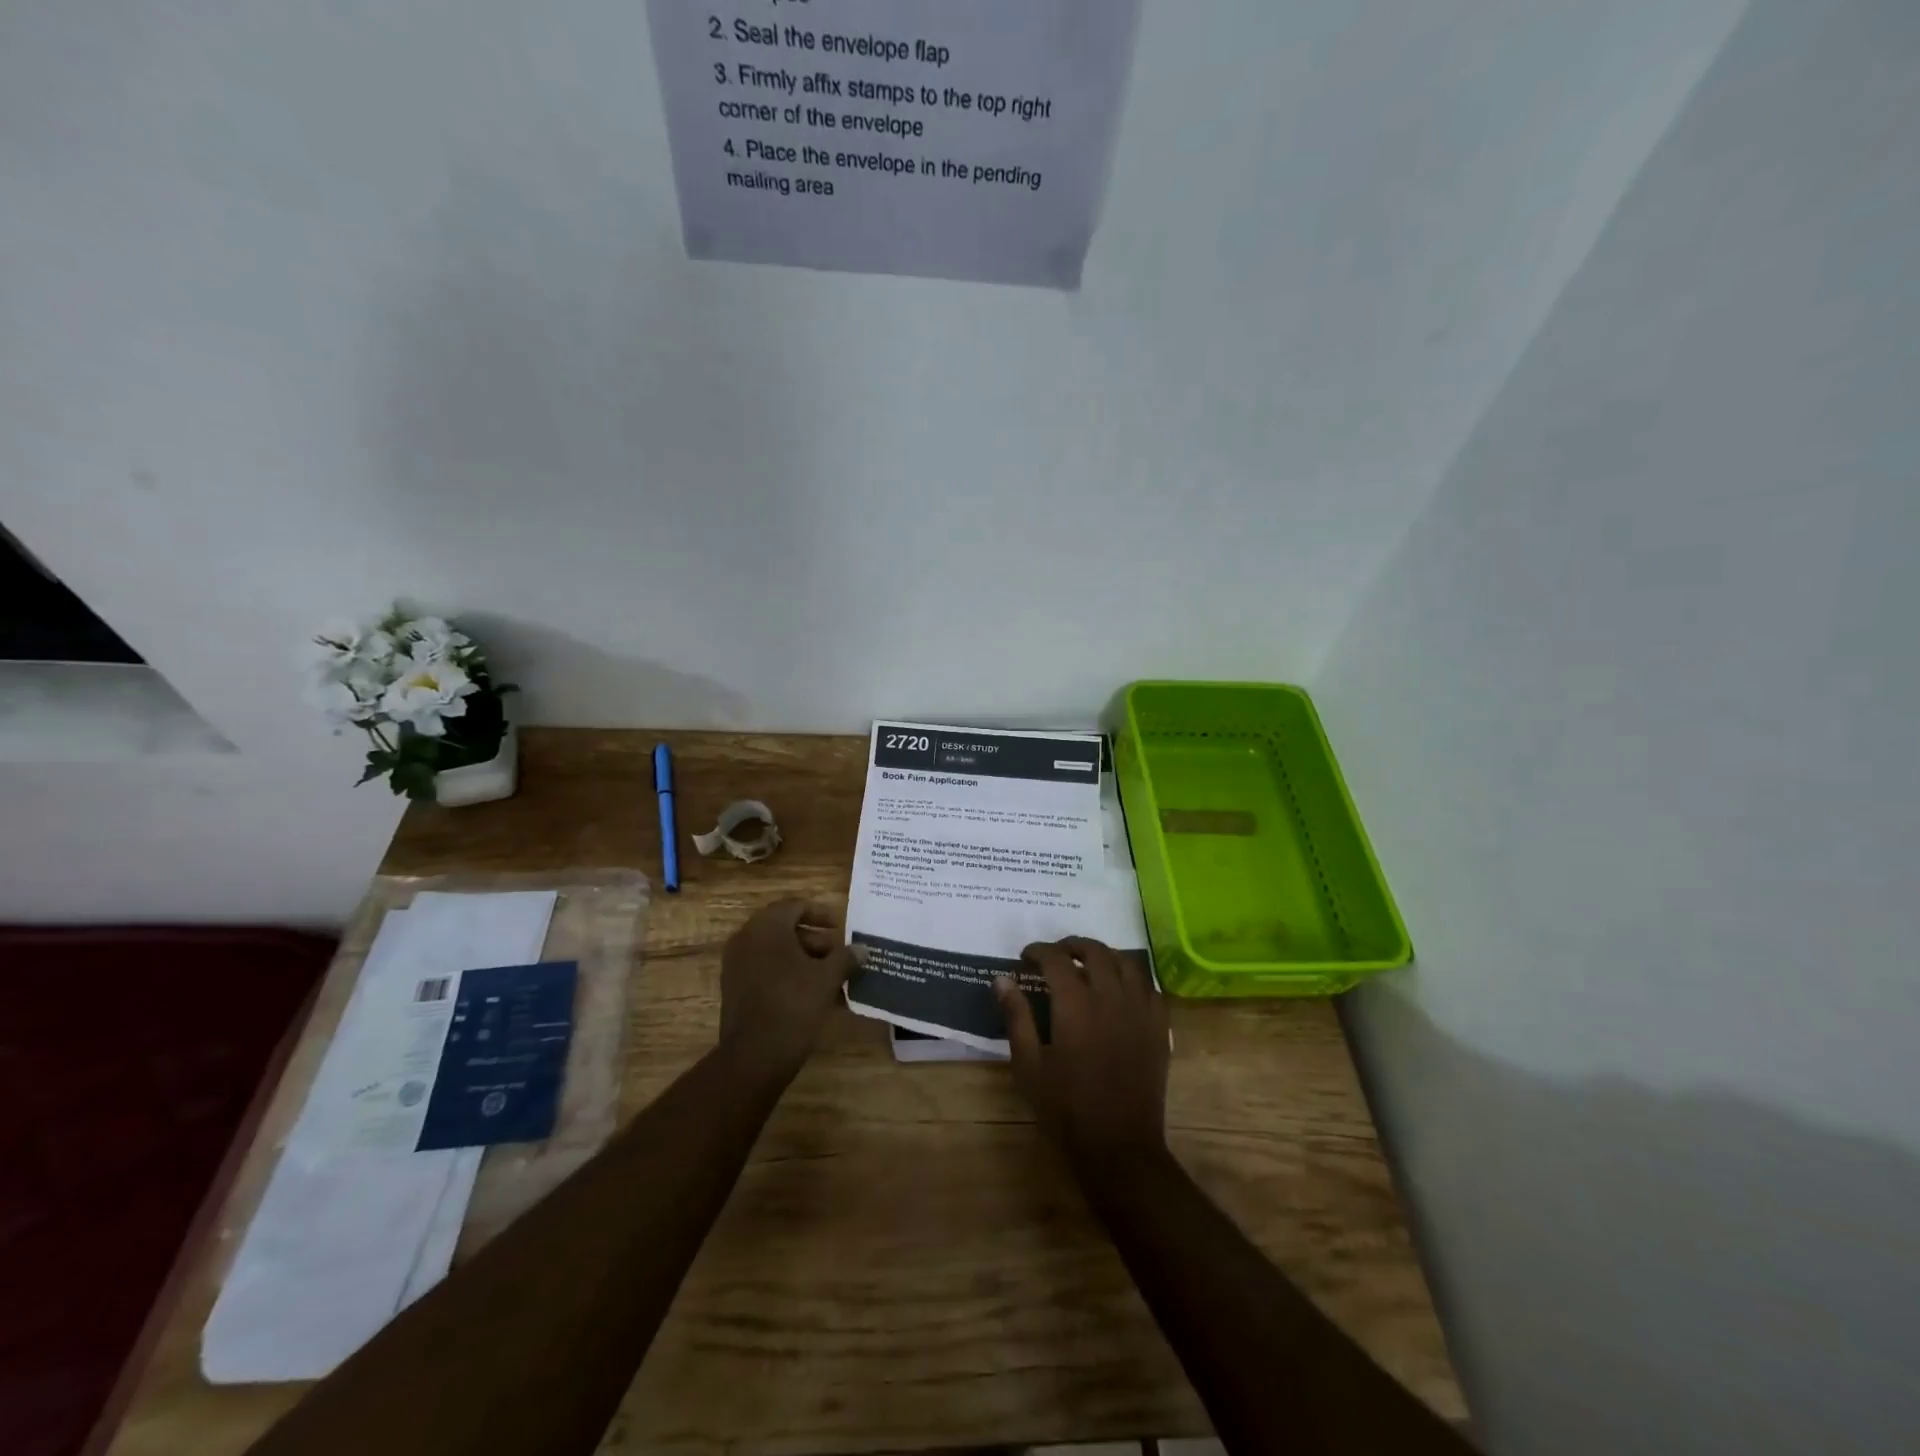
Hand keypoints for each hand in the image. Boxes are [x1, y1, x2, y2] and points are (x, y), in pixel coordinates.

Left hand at [718, 900, 862, 1084]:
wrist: (754, 1056)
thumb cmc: (793, 1005)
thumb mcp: (827, 978)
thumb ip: (846, 958)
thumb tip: (862, 949)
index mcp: (767, 926)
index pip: (796, 906)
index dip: (822, 914)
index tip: (842, 927)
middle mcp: (747, 938)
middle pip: (786, 928)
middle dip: (816, 940)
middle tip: (839, 955)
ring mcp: (737, 964)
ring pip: (776, 951)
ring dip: (804, 959)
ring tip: (831, 977)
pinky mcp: (734, 987)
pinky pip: (766, 969)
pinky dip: (788, 974)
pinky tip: (812, 993)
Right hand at [996, 937, 1169, 1177]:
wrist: (1119, 1148)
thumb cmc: (1066, 1109)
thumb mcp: (1029, 1065)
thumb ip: (1016, 1017)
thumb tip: (1002, 979)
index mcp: (1076, 1005)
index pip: (1056, 958)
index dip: (1038, 950)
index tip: (1026, 956)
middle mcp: (1111, 997)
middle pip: (1095, 951)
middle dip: (1071, 946)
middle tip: (1055, 955)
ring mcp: (1140, 1010)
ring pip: (1126, 962)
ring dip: (1104, 956)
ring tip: (1088, 966)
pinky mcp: (1159, 1027)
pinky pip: (1149, 986)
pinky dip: (1131, 978)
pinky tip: (1120, 990)